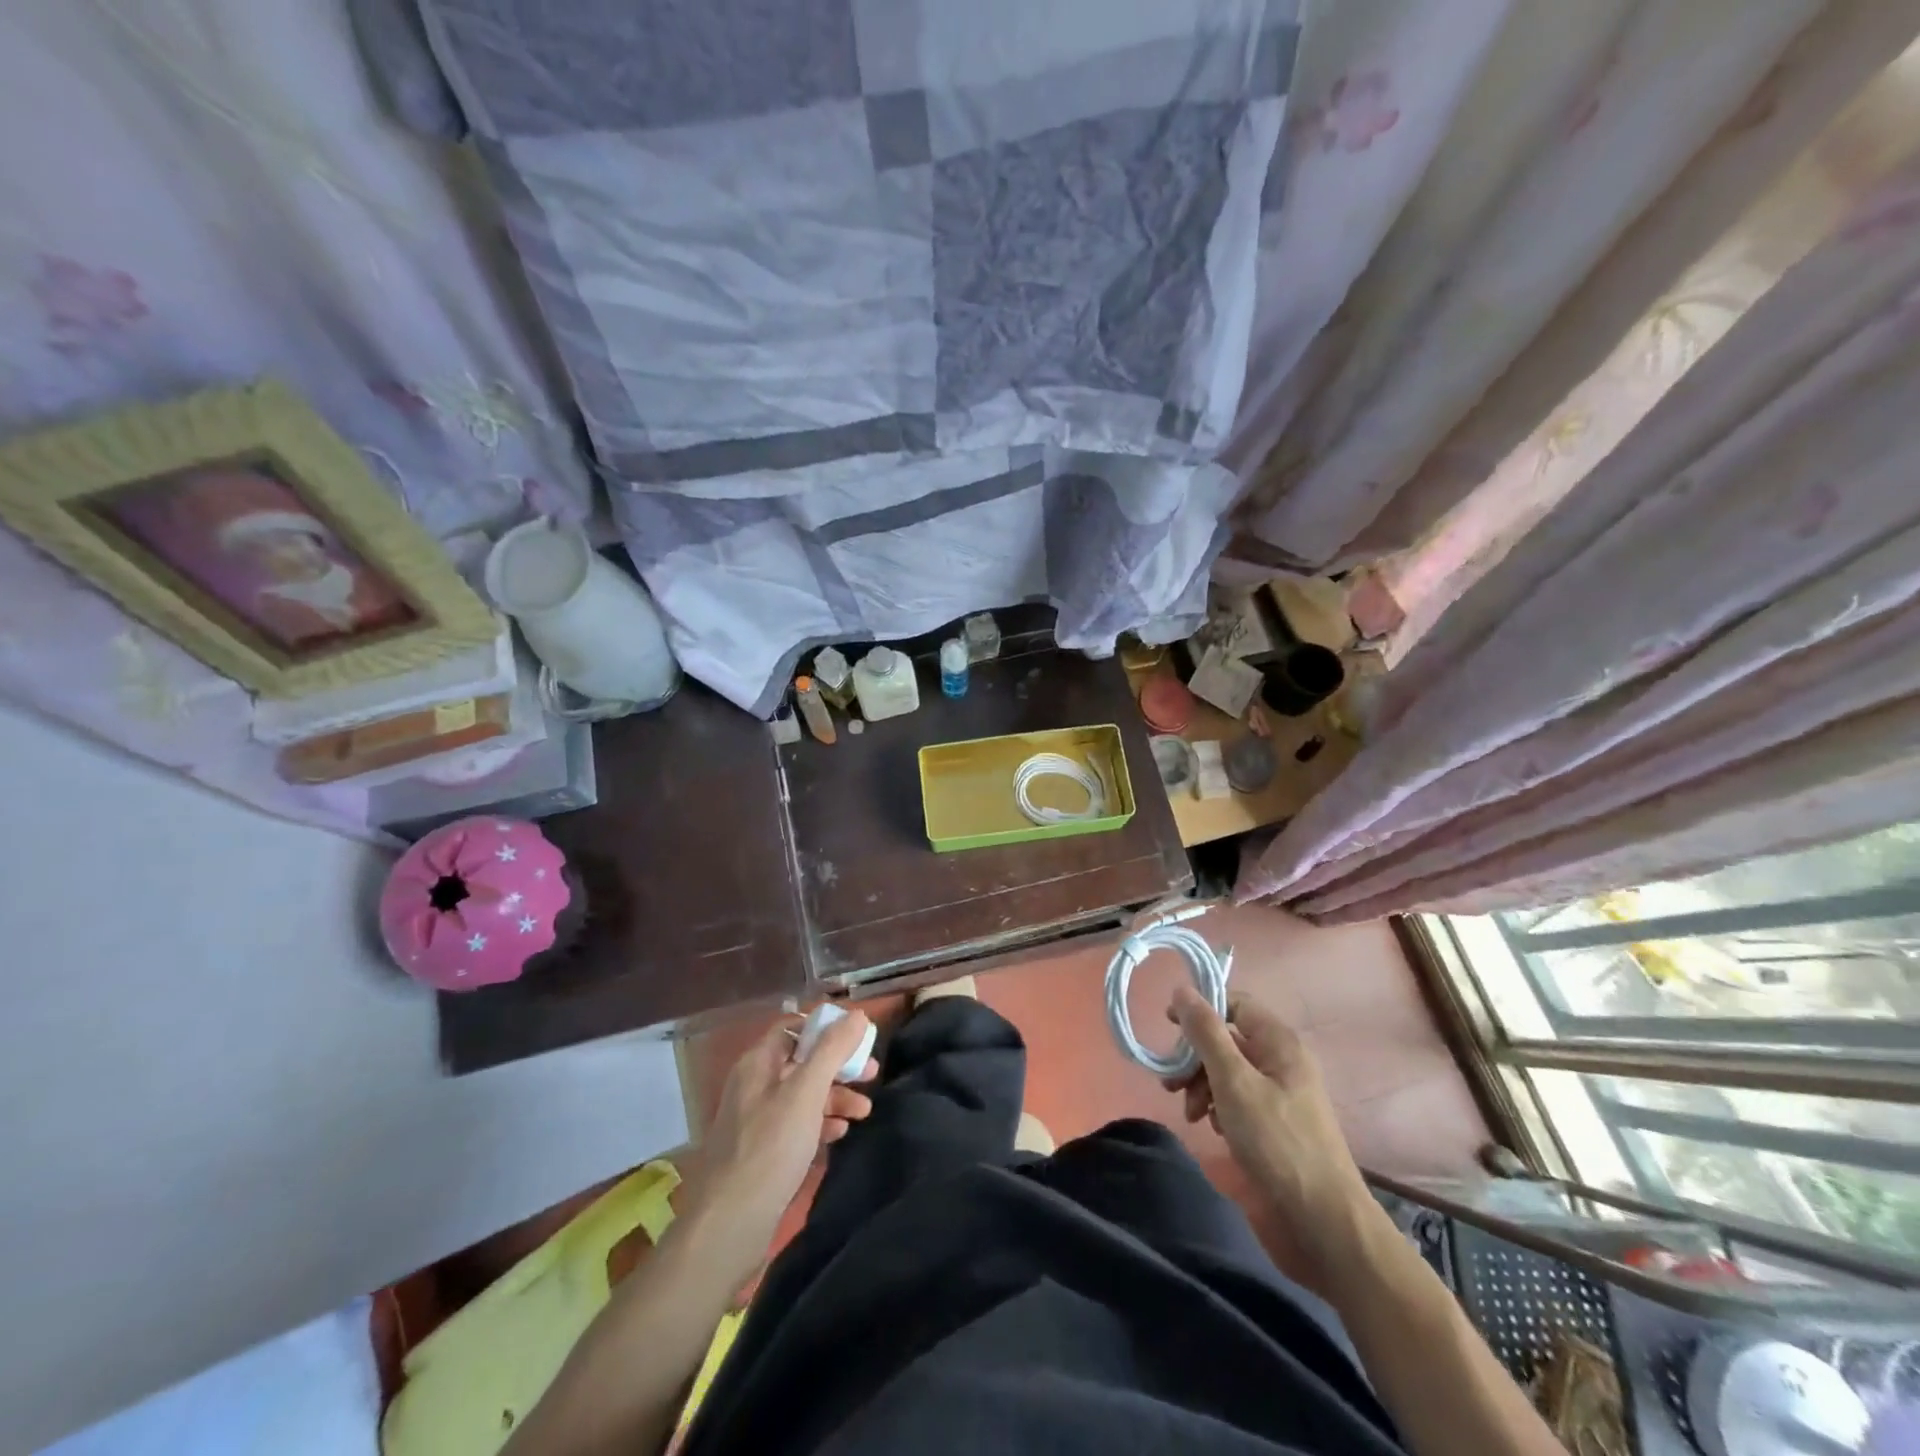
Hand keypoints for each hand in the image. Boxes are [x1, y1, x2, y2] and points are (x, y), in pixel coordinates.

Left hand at [697, 1011, 878, 1259]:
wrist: (729, 1225)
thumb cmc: (770, 1148)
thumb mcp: (806, 1092)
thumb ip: (832, 1050)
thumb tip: (856, 1014)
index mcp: (758, 1063)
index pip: (793, 1028)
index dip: (826, 1028)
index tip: (859, 1037)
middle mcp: (755, 1085)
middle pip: (802, 1061)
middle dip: (838, 1065)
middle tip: (871, 1074)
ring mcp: (757, 1120)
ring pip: (803, 1094)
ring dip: (835, 1096)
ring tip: (865, 1111)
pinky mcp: (763, 1151)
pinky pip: (797, 1124)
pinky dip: (821, 1122)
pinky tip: (841, 1132)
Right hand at [1167, 986, 1369, 1257]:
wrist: (1322, 1221)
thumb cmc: (1277, 1142)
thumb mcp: (1233, 1081)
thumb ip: (1205, 1033)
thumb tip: (1181, 989)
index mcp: (1278, 1042)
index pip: (1234, 1004)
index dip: (1200, 1009)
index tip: (1168, 1027)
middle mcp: (1281, 1061)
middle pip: (1227, 1039)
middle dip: (1195, 1057)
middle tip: (1171, 1082)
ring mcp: (1280, 1094)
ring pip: (1228, 1071)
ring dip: (1201, 1085)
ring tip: (1190, 1113)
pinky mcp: (1275, 1124)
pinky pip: (1238, 1099)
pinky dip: (1219, 1107)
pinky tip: (1213, 1128)